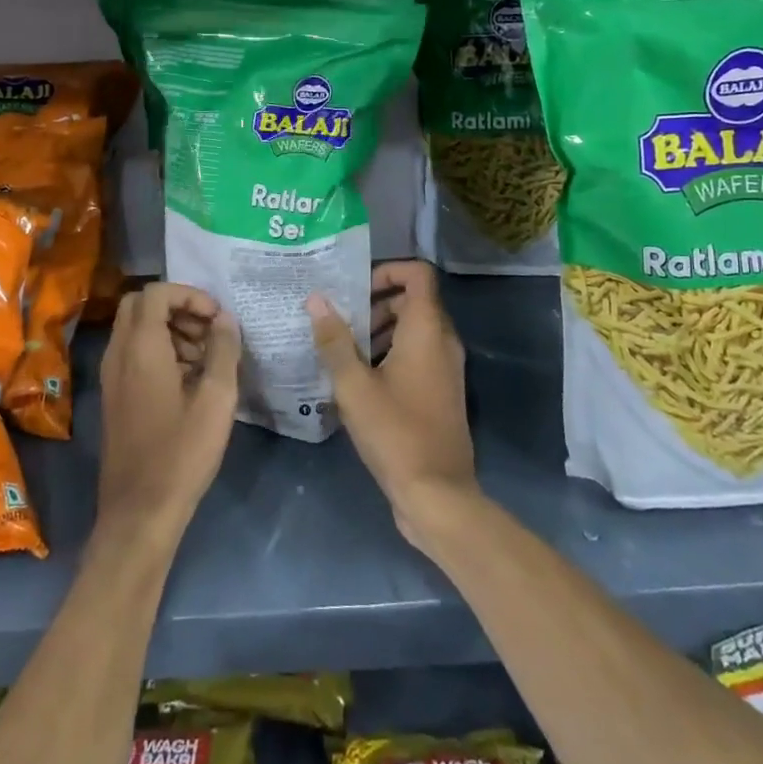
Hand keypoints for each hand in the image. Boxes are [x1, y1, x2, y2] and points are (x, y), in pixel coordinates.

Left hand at [96, 283, 239, 544]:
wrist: (139, 512)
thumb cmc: (182, 453)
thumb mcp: (216, 399)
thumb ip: (224, 350)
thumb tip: (226, 319)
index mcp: (140, 348)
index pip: (157, 292)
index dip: (190, 295)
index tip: (218, 318)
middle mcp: (118, 354)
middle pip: (141, 304)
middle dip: (178, 307)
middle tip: (209, 331)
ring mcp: (111, 376)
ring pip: (135, 328)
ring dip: (170, 328)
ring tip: (205, 357)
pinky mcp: (114, 396)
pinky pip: (133, 353)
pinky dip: (159, 350)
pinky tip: (189, 379)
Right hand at [307, 260, 478, 554]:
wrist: (437, 494)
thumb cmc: (395, 432)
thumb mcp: (354, 385)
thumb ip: (334, 340)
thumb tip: (316, 299)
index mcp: (427, 330)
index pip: (418, 274)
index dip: (387, 269)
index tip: (354, 288)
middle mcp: (443, 341)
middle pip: (412, 301)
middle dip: (375, 303)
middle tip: (340, 322)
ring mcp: (446, 368)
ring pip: (414, 330)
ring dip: (380, 330)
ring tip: (343, 352)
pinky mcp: (441, 391)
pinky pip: (417, 355)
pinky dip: (391, 354)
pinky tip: (358, 380)